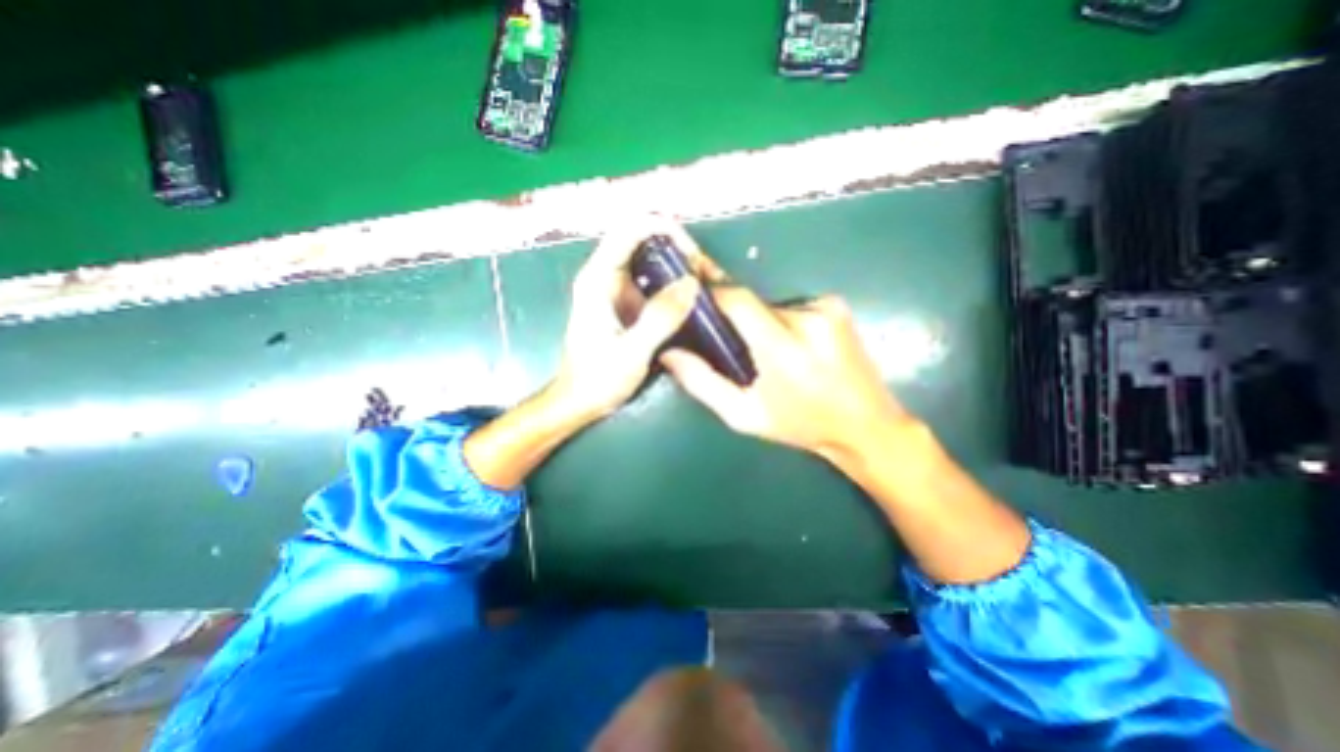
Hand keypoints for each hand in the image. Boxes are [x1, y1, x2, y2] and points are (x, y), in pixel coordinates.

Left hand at [551, 221, 705, 421]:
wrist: (579, 401)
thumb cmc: (598, 379)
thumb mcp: (632, 351)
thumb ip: (660, 318)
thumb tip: (691, 282)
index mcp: (598, 279)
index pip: (630, 229)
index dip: (664, 230)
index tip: (693, 255)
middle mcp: (606, 276)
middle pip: (645, 240)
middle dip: (679, 249)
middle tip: (707, 273)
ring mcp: (617, 290)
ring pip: (652, 261)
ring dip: (680, 266)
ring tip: (707, 284)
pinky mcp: (627, 305)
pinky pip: (655, 282)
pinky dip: (676, 284)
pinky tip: (694, 300)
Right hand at [660, 284, 911, 463]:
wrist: (867, 425)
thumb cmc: (801, 425)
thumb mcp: (745, 415)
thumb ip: (702, 383)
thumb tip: (669, 353)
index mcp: (784, 349)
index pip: (737, 300)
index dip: (710, 292)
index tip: (691, 296)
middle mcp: (807, 318)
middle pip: (752, 303)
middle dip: (736, 320)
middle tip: (734, 347)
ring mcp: (827, 308)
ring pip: (771, 306)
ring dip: (761, 323)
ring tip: (769, 355)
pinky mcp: (837, 306)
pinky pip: (792, 307)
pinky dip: (782, 322)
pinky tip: (793, 349)